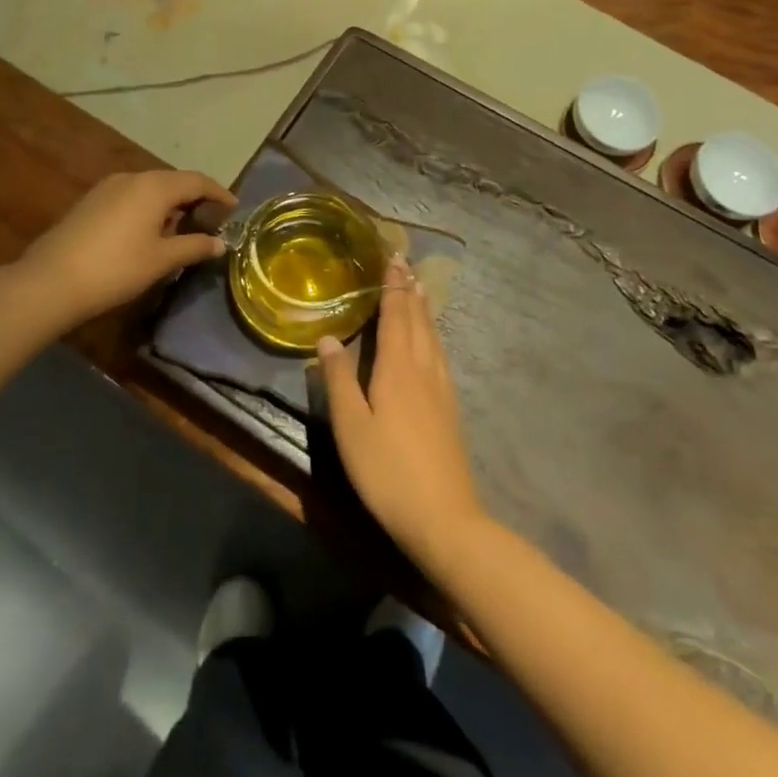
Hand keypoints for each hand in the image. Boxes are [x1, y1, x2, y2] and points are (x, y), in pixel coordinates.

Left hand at [16, 170, 235, 325]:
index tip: (234, 208)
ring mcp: (108, 187)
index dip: (219, 193)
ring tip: (182, 229)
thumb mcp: (162, 260)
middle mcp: (133, 177)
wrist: (51, 281)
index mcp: (155, 186)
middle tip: (211, 220)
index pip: (197, 181)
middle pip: (173, 181)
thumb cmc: (116, 268)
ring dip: (170, 204)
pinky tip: (149, 232)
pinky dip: (148, 208)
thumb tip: (221, 243)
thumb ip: (194, 247)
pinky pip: (131, 196)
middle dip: (195, 198)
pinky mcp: (91, 201)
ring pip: (150, 188)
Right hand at [317, 257, 487, 569]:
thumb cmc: (388, 471)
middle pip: (418, 320)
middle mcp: (424, 369)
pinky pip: (440, 354)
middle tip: (405, 264)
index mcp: (398, 368)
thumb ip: (339, 379)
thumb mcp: (351, 427)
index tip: (392, 258)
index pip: (396, 314)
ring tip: (419, 290)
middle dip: (410, 290)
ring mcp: (442, 389)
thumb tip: (327, 337)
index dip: (393, 286)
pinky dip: (433, 334)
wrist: (445, 518)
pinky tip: (432, 343)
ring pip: (433, 336)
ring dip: (424, 309)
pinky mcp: (450, 408)